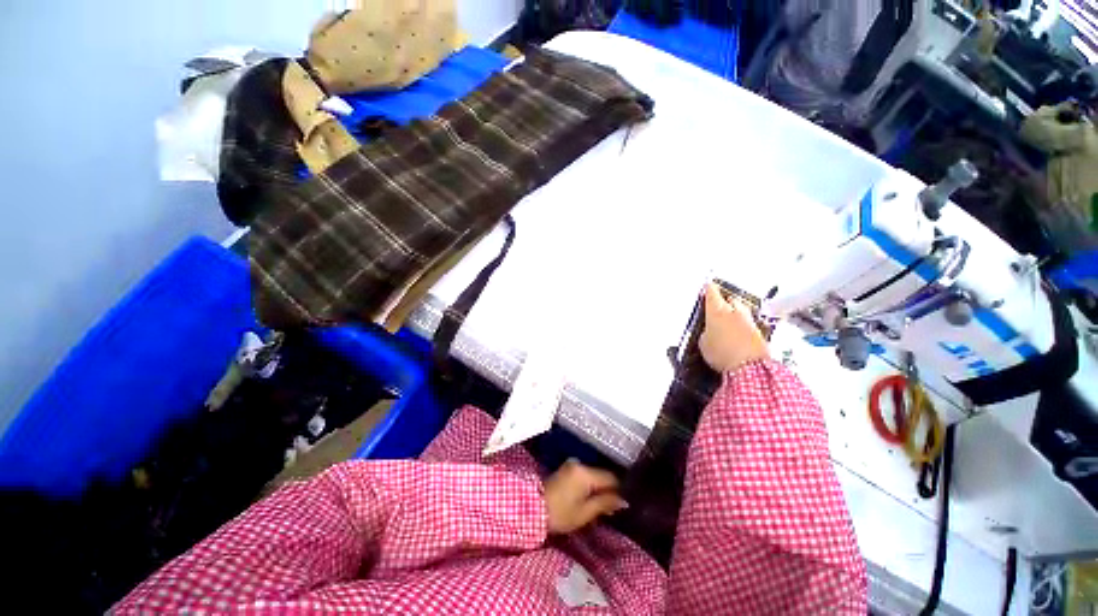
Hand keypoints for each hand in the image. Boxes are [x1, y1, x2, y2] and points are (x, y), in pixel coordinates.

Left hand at [543, 460, 626, 534]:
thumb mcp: (585, 512)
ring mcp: (572, 465)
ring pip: (594, 475)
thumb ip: (605, 503)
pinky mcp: (566, 469)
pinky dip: (590, 486)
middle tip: (613, 509)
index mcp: (585, 472)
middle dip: (608, 490)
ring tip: (602, 507)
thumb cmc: (560, 513)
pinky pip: (585, 475)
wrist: (533, 509)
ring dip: (599, 488)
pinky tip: (591, 499)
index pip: (611, 477)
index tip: (623, 505)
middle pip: (602, 475)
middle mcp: (580, 463)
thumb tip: (624, 500)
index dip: (619, 491)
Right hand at [699, 283, 768, 373]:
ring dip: (736, 314)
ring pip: (742, 311)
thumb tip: (709, 332)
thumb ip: (705, 333)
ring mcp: (749, 321)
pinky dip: (743, 326)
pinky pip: (749, 325)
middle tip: (718, 306)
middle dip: (725, 301)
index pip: (712, 293)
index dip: (709, 289)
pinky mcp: (760, 333)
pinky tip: (738, 334)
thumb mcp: (703, 343)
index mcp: (717, 311)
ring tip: (729, 321)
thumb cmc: (723, 353)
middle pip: (731, 299)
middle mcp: (735, 312)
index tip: (708, 285)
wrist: (749, 367)